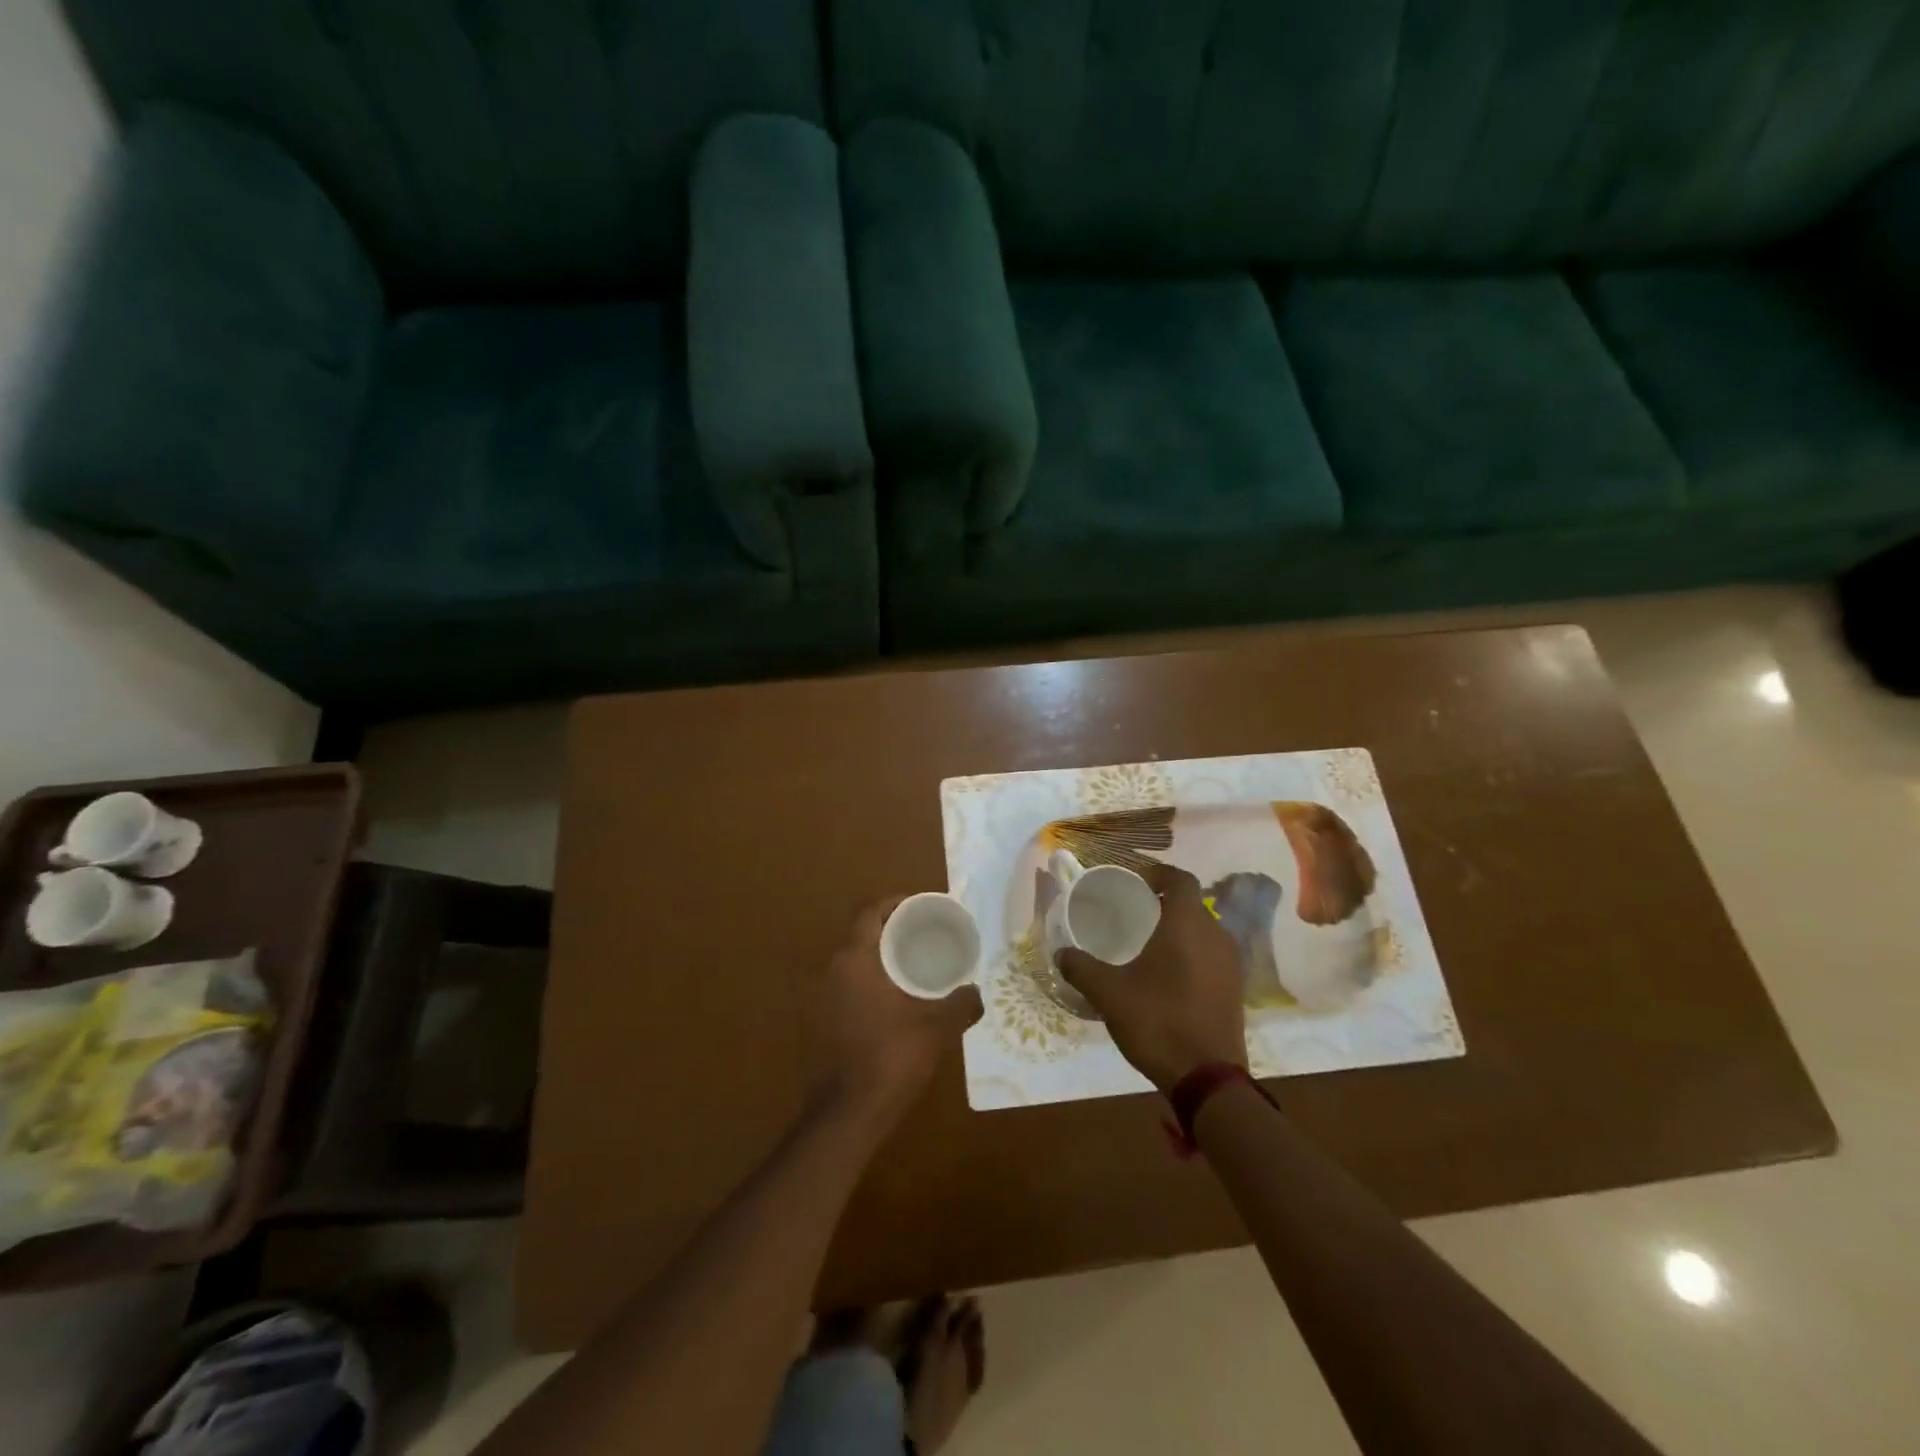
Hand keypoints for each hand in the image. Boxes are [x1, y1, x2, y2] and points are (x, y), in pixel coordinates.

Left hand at [809, 897, 982, 1127]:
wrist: (846, 1115)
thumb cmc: (890, 1059)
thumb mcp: (935, 1028)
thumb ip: (960, 1005)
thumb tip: (977, 994)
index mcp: (854, 959)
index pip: (869, 911)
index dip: (894, 903)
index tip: (920, 907)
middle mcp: (831, 970)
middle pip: (861, 934)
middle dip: (891, 930)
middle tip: (924, 936)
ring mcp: (819, 997)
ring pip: (852, 962)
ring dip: (878, 959)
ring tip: (912, 967)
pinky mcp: (817, 1022)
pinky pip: (845, 987)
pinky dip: (867, 983)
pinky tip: (892, 1002)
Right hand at [1056, 863, 1246, 1093]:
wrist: (1208, 1078)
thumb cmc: (1158, 1022)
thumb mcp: (1109, 994)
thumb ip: (1082, 968)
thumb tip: (1061, 953)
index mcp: (1186, 925)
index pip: (1180, 879)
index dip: (1158, 873)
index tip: (1136, 880)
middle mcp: (1215, 935)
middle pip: (1192, 904)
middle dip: (1166, 902)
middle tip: (1136, 911)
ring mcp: (1230, 964)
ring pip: (1204, 930)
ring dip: (1180, 929)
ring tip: (1150, 943)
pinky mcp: (1235, 989)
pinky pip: (1212, 955)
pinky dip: (1192, 953)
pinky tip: (1170, 975)